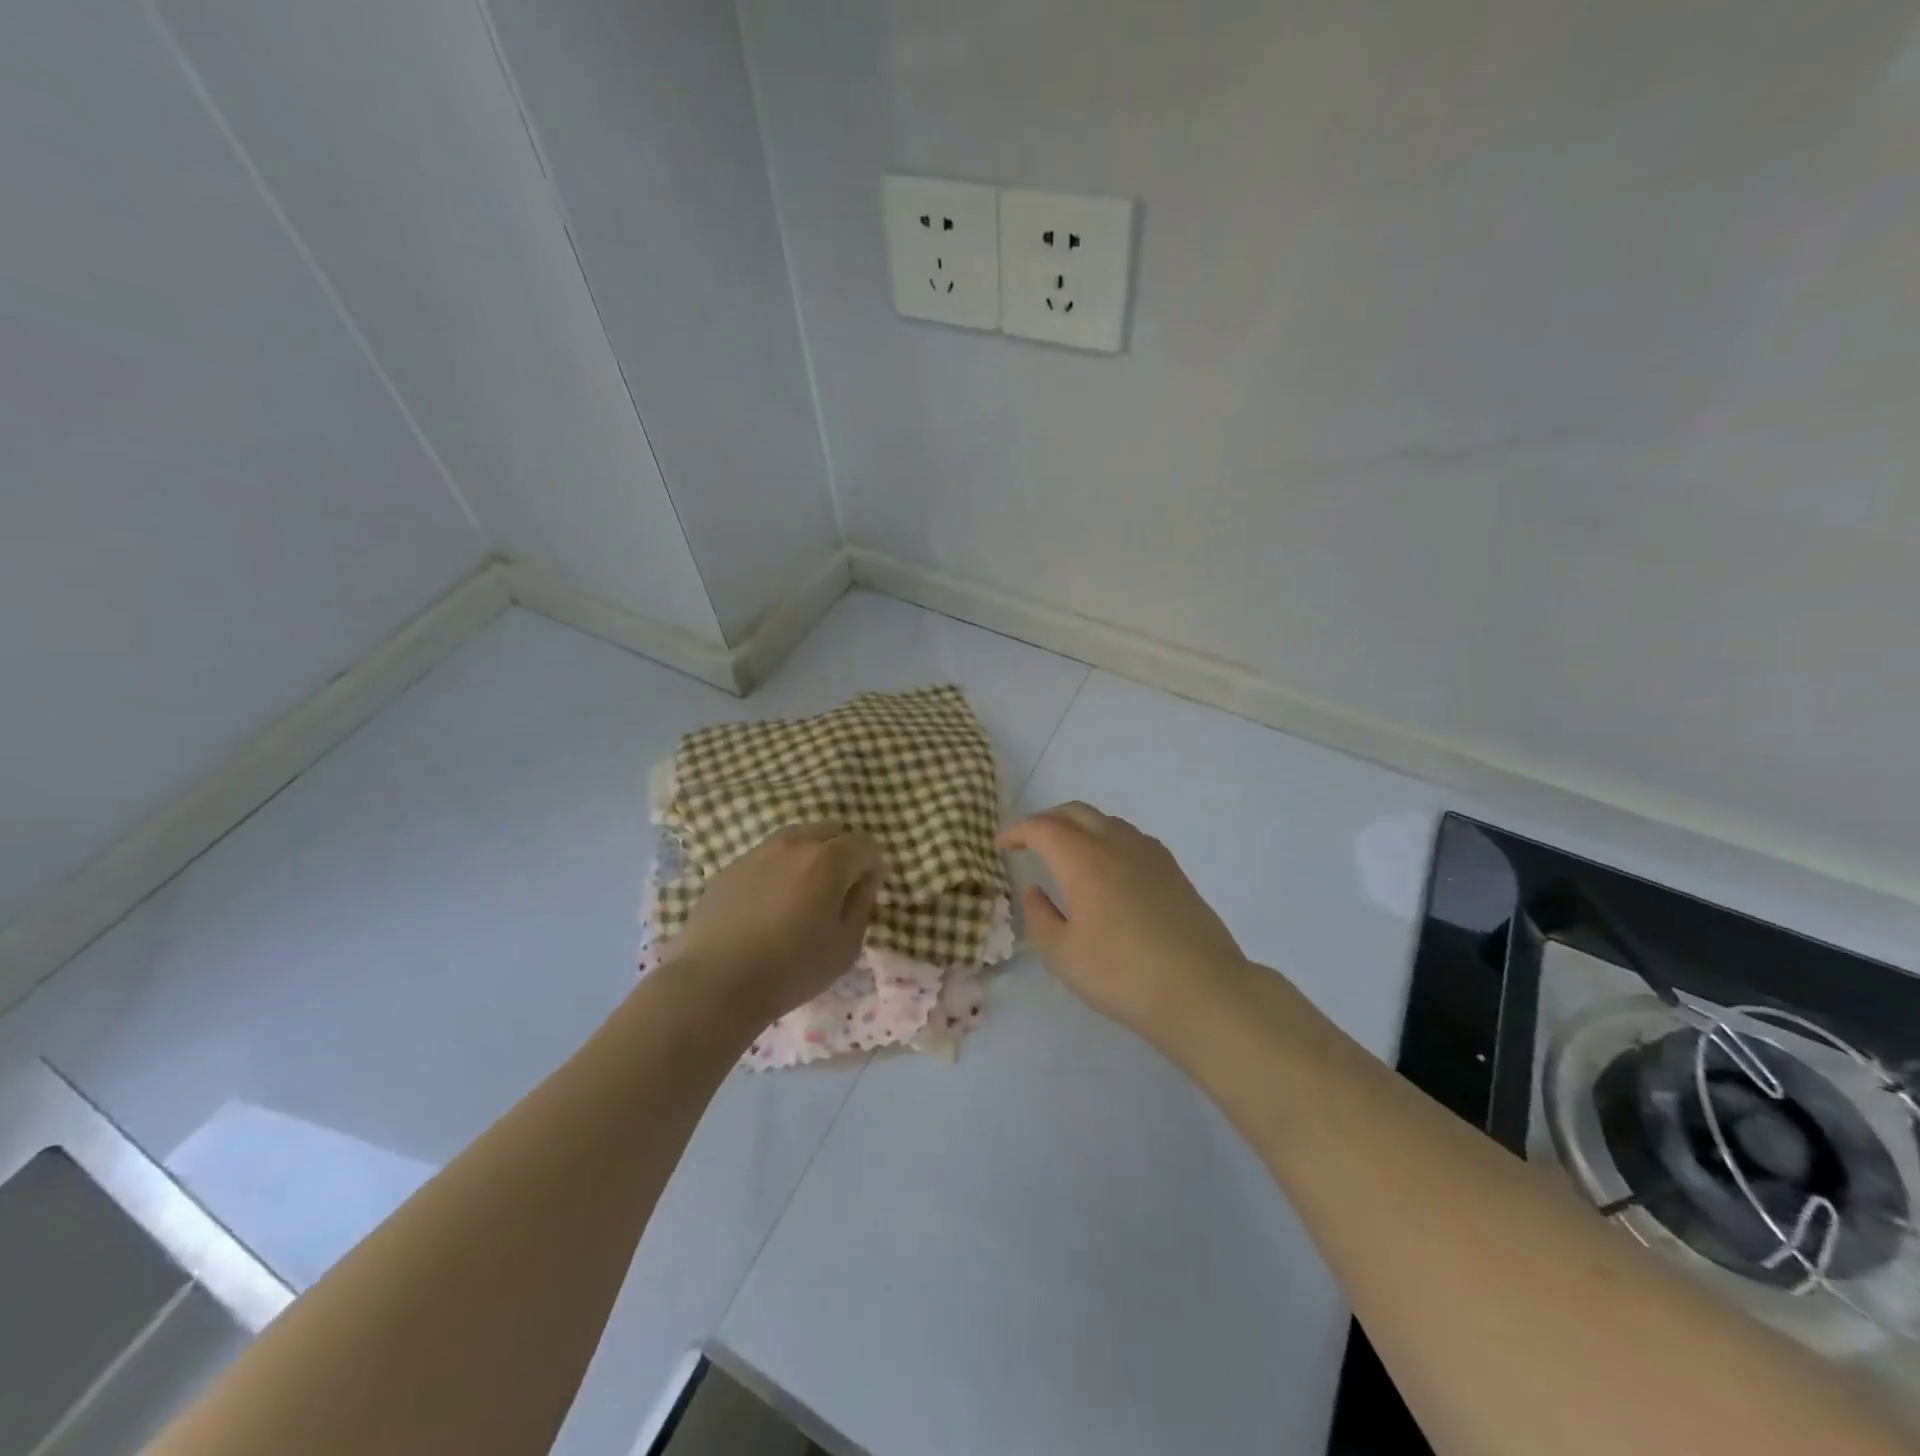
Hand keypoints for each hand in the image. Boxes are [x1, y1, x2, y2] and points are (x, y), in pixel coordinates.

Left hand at [672, 823, 885, 1024]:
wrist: (714, 983)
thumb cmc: (791, 968)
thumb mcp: (845, 946)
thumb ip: (862, 905)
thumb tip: (863, 882)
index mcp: (828, 860)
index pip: (865, 845)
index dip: (874, 866)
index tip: (868, 892)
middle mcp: (794, 844)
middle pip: (831, 830)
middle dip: (844, 851)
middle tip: (840, 888)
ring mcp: (758, 852)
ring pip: (796, 838)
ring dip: (810, 855)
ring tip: (805, 892)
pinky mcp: (730, 868)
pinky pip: (767, 857)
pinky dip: (779, 869)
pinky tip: (770, 903)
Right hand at [1000, 802, 1248, 1037]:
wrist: (1203, 990)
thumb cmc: (1122, 975)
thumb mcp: (1062, 955)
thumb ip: (1039, 917)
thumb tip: (1034, 890)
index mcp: (1083, 859)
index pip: (1042, 828)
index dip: (1017, 831)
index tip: (1002, 845)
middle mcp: (1116, 843)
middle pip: (1075, 812)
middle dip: (1046, 820)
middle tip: (1029, 842)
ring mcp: (1149, 853)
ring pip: (1105, 821)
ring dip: (1078, 827)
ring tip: (1066, 853)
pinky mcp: (1173, 869)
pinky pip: (1129, 837)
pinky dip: (1106, 839)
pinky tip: (1107, 868)